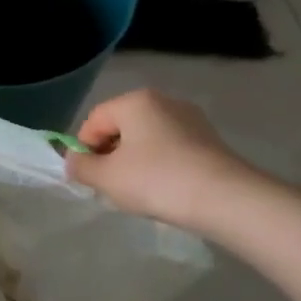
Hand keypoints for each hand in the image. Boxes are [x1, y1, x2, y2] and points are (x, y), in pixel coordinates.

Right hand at [64, 90, 259, 232]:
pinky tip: (163, 189)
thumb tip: (74, 161)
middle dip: (109, 154)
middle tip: (109, 186)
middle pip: (121, 127)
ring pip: (146, 139)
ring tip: (137, 191)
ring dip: (133, 161)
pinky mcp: (209, 140)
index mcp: (135, 101)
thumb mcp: (106, 177)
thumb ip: (80, 167)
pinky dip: (158, 165)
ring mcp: (191, 119)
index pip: (94, 120)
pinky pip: (170, 148)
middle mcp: (164, 101)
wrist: (226, 199)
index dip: (82, 149)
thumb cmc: (156, 180)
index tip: (86, 177)